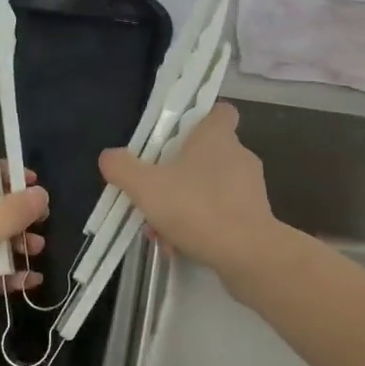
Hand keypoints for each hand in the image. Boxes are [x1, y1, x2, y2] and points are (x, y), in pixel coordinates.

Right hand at [99, 103, 278, 278]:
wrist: (247, 254)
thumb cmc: (196, 207)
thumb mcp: (146, 186)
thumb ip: (123, 168)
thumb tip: (108, 156)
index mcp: (217, 136)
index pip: (220, 111)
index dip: (200, 118)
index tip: (177, 136)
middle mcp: (238, 155)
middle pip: (206, 154)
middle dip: (177, 175)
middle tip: (153, 195)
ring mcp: (250, 188)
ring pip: (210, 189)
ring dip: (184, 206)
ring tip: (160, 231)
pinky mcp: (256, 217)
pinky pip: (221, 214)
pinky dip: (200, 227)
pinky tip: (179, 248)